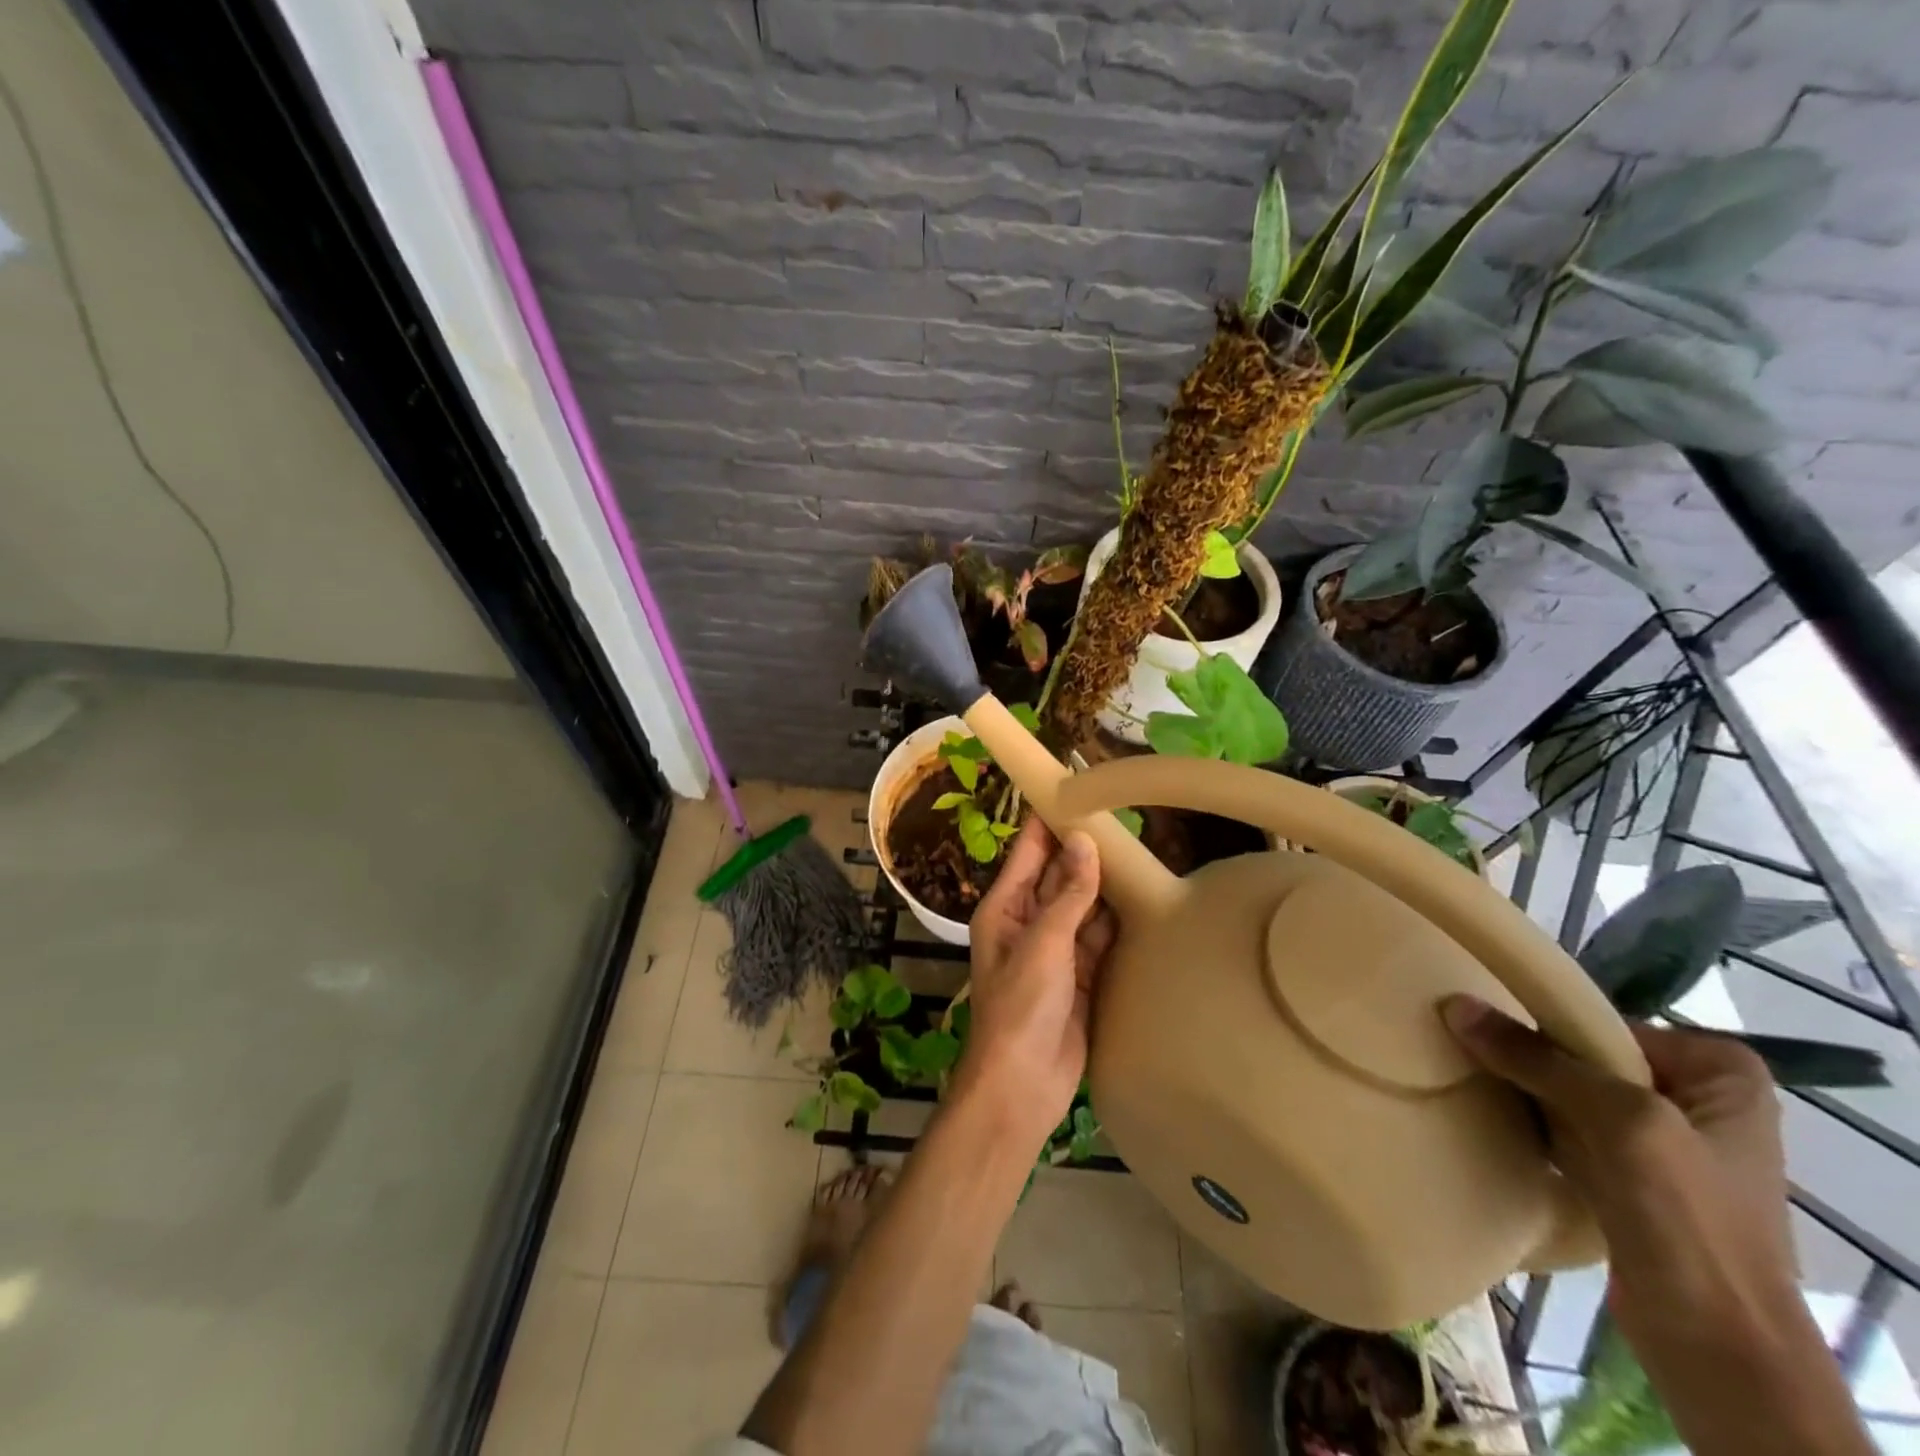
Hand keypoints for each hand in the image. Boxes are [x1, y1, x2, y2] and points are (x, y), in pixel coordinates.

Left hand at [959, 820, 1116, 1149]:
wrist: (1023, 1085)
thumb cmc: (1020, 1008)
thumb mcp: (1043, 945)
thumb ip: (1068, 895)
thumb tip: (1084, 841)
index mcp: (1005, 907)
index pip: (1028, 850)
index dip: (1048, 819)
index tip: (1075, 787)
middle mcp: (1030, 920)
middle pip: (1059, 873)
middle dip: (1085, 848)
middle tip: (1123, 816)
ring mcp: (1057, 948)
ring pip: (1083, 903)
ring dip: (1105, 882)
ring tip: (1139, 848)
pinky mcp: (1082, 974)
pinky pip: (1100, 936)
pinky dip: (1116, 919)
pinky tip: (1141, 898)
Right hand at [1443, 1001, 1796, 1356]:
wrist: (1717, 1348)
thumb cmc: (1689, 1220)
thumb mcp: (1616, 1120)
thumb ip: (1536, 1058)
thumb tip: (1453, 1003)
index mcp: (1719, 1073)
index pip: (1606, 1022)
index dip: (1545, 1021)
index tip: (1484, 1020)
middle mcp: (1694, 1099)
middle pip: (1585, 1056)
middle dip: (1527, 1054)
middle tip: (1460, 1040)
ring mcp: (1661, 1144)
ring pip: (1569, 1093)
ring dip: (1520, 1088)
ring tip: (1460, 1070)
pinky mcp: (1627, 1180)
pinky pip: (1563, 1129)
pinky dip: (1527, 1122)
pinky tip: (1484, 1112)